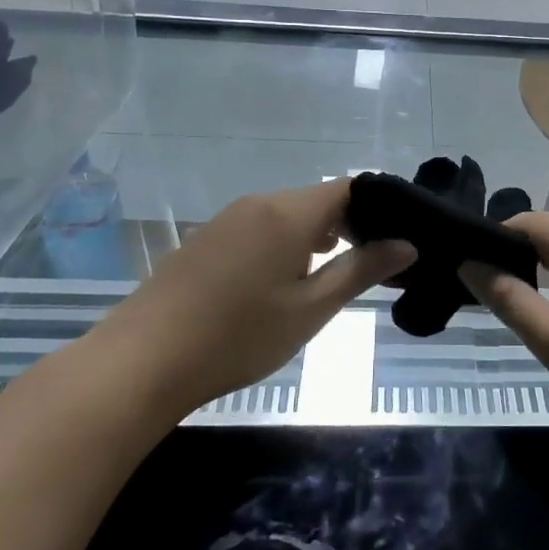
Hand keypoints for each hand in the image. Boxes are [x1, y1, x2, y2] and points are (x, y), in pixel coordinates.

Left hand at [104, 183, 413, 414]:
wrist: (142, 361)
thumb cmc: (239, 336)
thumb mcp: (311, 309)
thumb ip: (360, 270)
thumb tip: (407, 244)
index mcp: (288, 212)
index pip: (349, 188)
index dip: (378, 209)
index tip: (396, 242)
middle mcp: (258, 203)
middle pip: (317, 200)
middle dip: (349, 227)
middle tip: (369, 269)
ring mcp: (226, 220)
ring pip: (287, 215)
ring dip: (315, 238)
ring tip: (327, 281)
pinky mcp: (205, 240)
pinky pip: (259, 228)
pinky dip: (283, 245)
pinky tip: (279, 286)